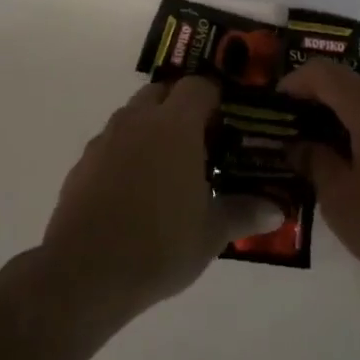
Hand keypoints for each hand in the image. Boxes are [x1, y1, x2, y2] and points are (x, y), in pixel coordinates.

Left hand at [39, 78, 282, 324]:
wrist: (85, 272)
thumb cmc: (159, 245)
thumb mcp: (211, 233)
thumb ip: (243, 212)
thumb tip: (277, 210)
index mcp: (174, 126)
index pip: (198, 86)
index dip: (215, 98)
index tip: (228, 123)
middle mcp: (137, 121)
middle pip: (162, 92)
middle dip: (181, 106)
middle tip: (200, 141)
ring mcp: (105, 139)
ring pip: (133, 115)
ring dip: (151, 127)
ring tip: (168, 166)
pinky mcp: (83, 163)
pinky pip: (111, 142)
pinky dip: (126, 152)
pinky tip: (134, 189)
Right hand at [280, 60, 359, 287]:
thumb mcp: (342, 200)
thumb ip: (316, 164)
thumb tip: (302, 146)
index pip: (323, 73)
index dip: (293, 82)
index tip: (273, 106)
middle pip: (349, 90)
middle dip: (317, 109)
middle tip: (292, 138)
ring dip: (344, 128)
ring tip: (323, 161)